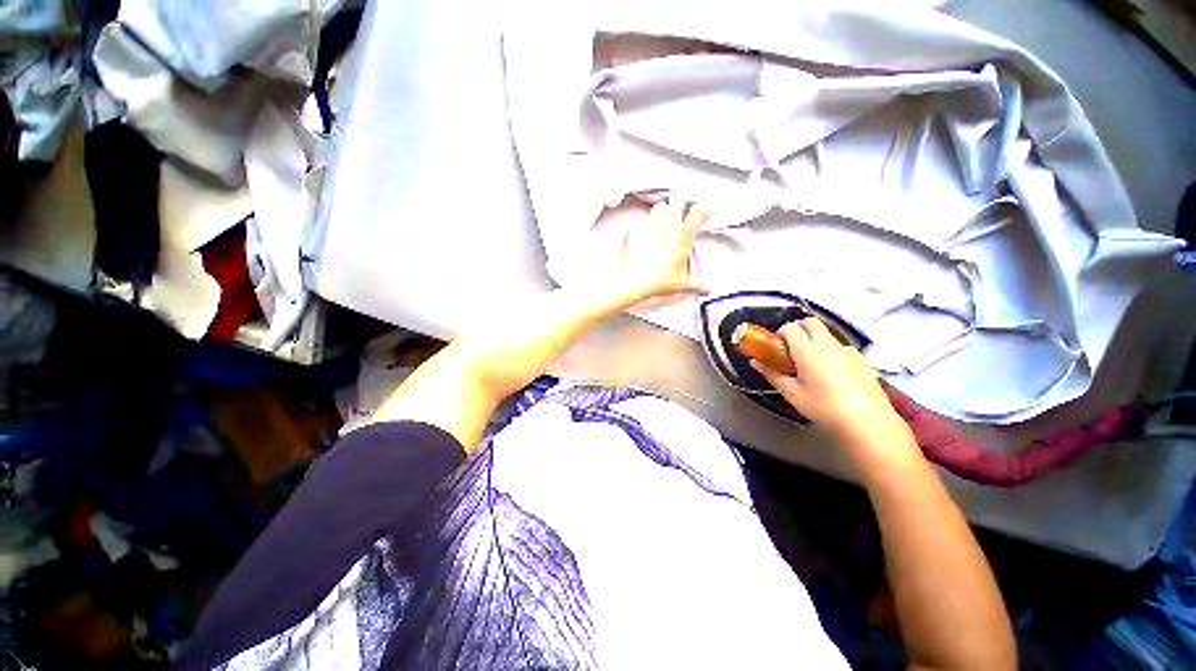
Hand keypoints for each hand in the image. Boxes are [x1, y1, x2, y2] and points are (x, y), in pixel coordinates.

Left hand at [616, 196, 711, 302]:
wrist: (634, 282)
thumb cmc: (658, 281)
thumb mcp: (682, 284)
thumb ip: (697, 284)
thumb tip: (706, 287)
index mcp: (683, 237)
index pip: (699, 212)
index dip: (706, 208)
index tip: (709, 209)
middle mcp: (668, 227)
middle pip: (679, 200)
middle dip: (684, 200)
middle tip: (686, 204)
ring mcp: (650, 226)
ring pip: (660, 206)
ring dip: (664, 208)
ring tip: (666, 213)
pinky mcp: (635, 230)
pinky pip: (641, 220)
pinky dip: (645, 222)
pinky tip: (645, 228)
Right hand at [751, 318, 902, 443]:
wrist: (867, 422)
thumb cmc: (823, 407)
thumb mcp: (792, 393)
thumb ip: (772, 374)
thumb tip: (755, 361)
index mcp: (808, 350)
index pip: (790, 327)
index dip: (780, 334)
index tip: (776, 348)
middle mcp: (828, 344)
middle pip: (810, 322)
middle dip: (798, 328)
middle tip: (791, 348)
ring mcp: (848, 350)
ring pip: (827, 334)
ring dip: (815, 340)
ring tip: (812, 365)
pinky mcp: (862, 359)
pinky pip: (841, 348)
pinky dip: (831, 352)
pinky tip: (833, 375)